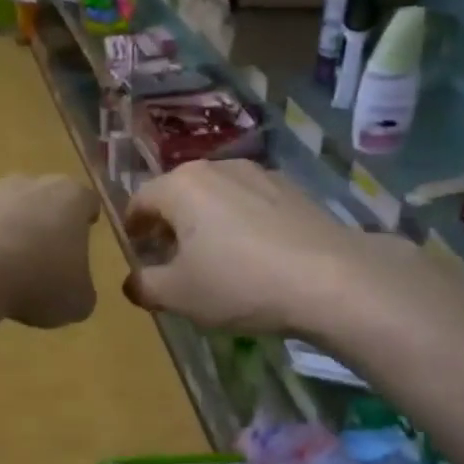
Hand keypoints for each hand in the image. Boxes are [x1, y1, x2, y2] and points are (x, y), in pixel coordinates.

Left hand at [0, 175, 100, 328]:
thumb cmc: (36, 282)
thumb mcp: (76, 302)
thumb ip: (80, 290)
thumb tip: (74, 290)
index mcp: (69, 199)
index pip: (86, 200)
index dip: (86, 217)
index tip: (84, 232)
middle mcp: (27, 184)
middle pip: (40, 197)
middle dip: (41, 221)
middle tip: (41, 255)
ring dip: (1, 230)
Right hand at [123, 159, 442, 336]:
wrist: (332, 280)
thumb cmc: (239, 283)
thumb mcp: (178, 295)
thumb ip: (145, 286)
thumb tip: (132, 282)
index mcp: (181, 186)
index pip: (140, 199)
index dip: (132, 226)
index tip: (135, 249)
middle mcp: (216, 168)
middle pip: (178, 193)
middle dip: (168, 223)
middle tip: (169, 256)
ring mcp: (259, 174)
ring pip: (215, 195)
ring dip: (204, 221)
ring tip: (212, 255)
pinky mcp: (292, 189)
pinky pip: (249, 202)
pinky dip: (239, 222)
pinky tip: (252, 253)